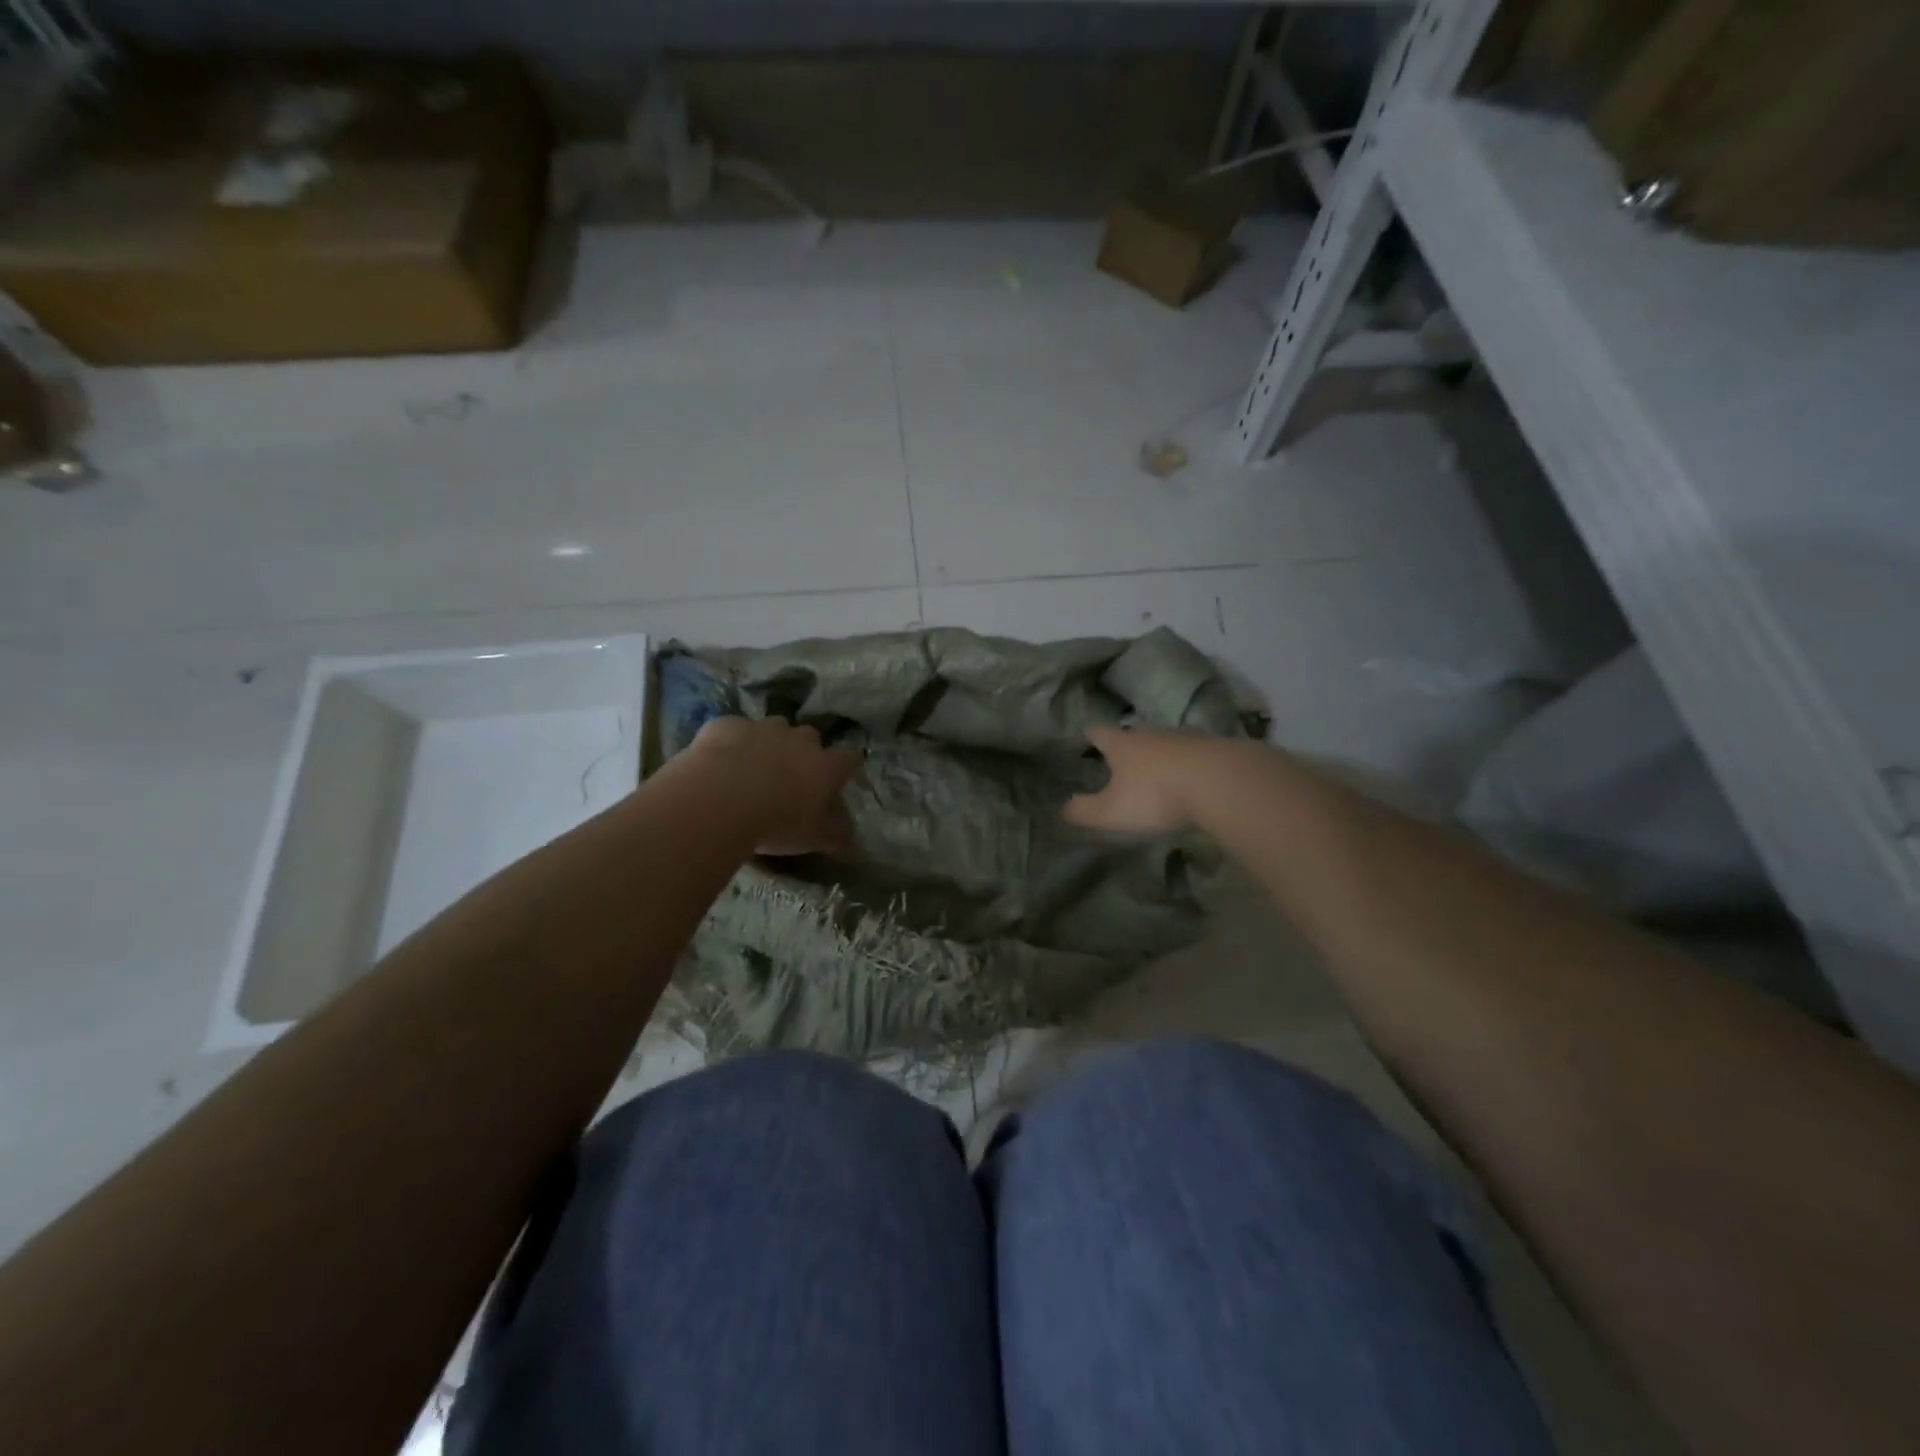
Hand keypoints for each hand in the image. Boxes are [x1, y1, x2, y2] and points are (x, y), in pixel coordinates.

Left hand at [689, 717, 860, 855]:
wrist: (720, 802)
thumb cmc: (777, 823)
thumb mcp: (813, 839)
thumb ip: (836, 836)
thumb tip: (851, 841)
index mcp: (826, 766)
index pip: (850, 757)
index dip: (847, 765)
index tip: (841, 775)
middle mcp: (799, 740)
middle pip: (810, 737)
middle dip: (803, 751)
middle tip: (790, 775)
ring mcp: (763, 728)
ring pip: (773, 728)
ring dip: (769, 742)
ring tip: (753, 766)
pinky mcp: (728, 725)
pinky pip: (734, 730)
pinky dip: (732, 742)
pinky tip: (720, 762)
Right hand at [1064, 726, 1237, 835]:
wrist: (1223, 782)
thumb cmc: (1157, 795)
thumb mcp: (1112, 812)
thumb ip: (1084, 811)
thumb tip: (1062, 808)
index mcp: (1122, 744)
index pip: (1098, 732)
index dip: (1088, 736)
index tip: (1083, 739)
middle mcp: (1150, 734)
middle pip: (1132, 733)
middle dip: (1123, 745)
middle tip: (1117, 758)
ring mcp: (1184, 738)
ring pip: (1162, 742)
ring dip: (1156, 754)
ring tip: (1152, 770)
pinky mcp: (1212, 750)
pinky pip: (1191, 754)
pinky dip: (1184, 764)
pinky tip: (1187, 778)